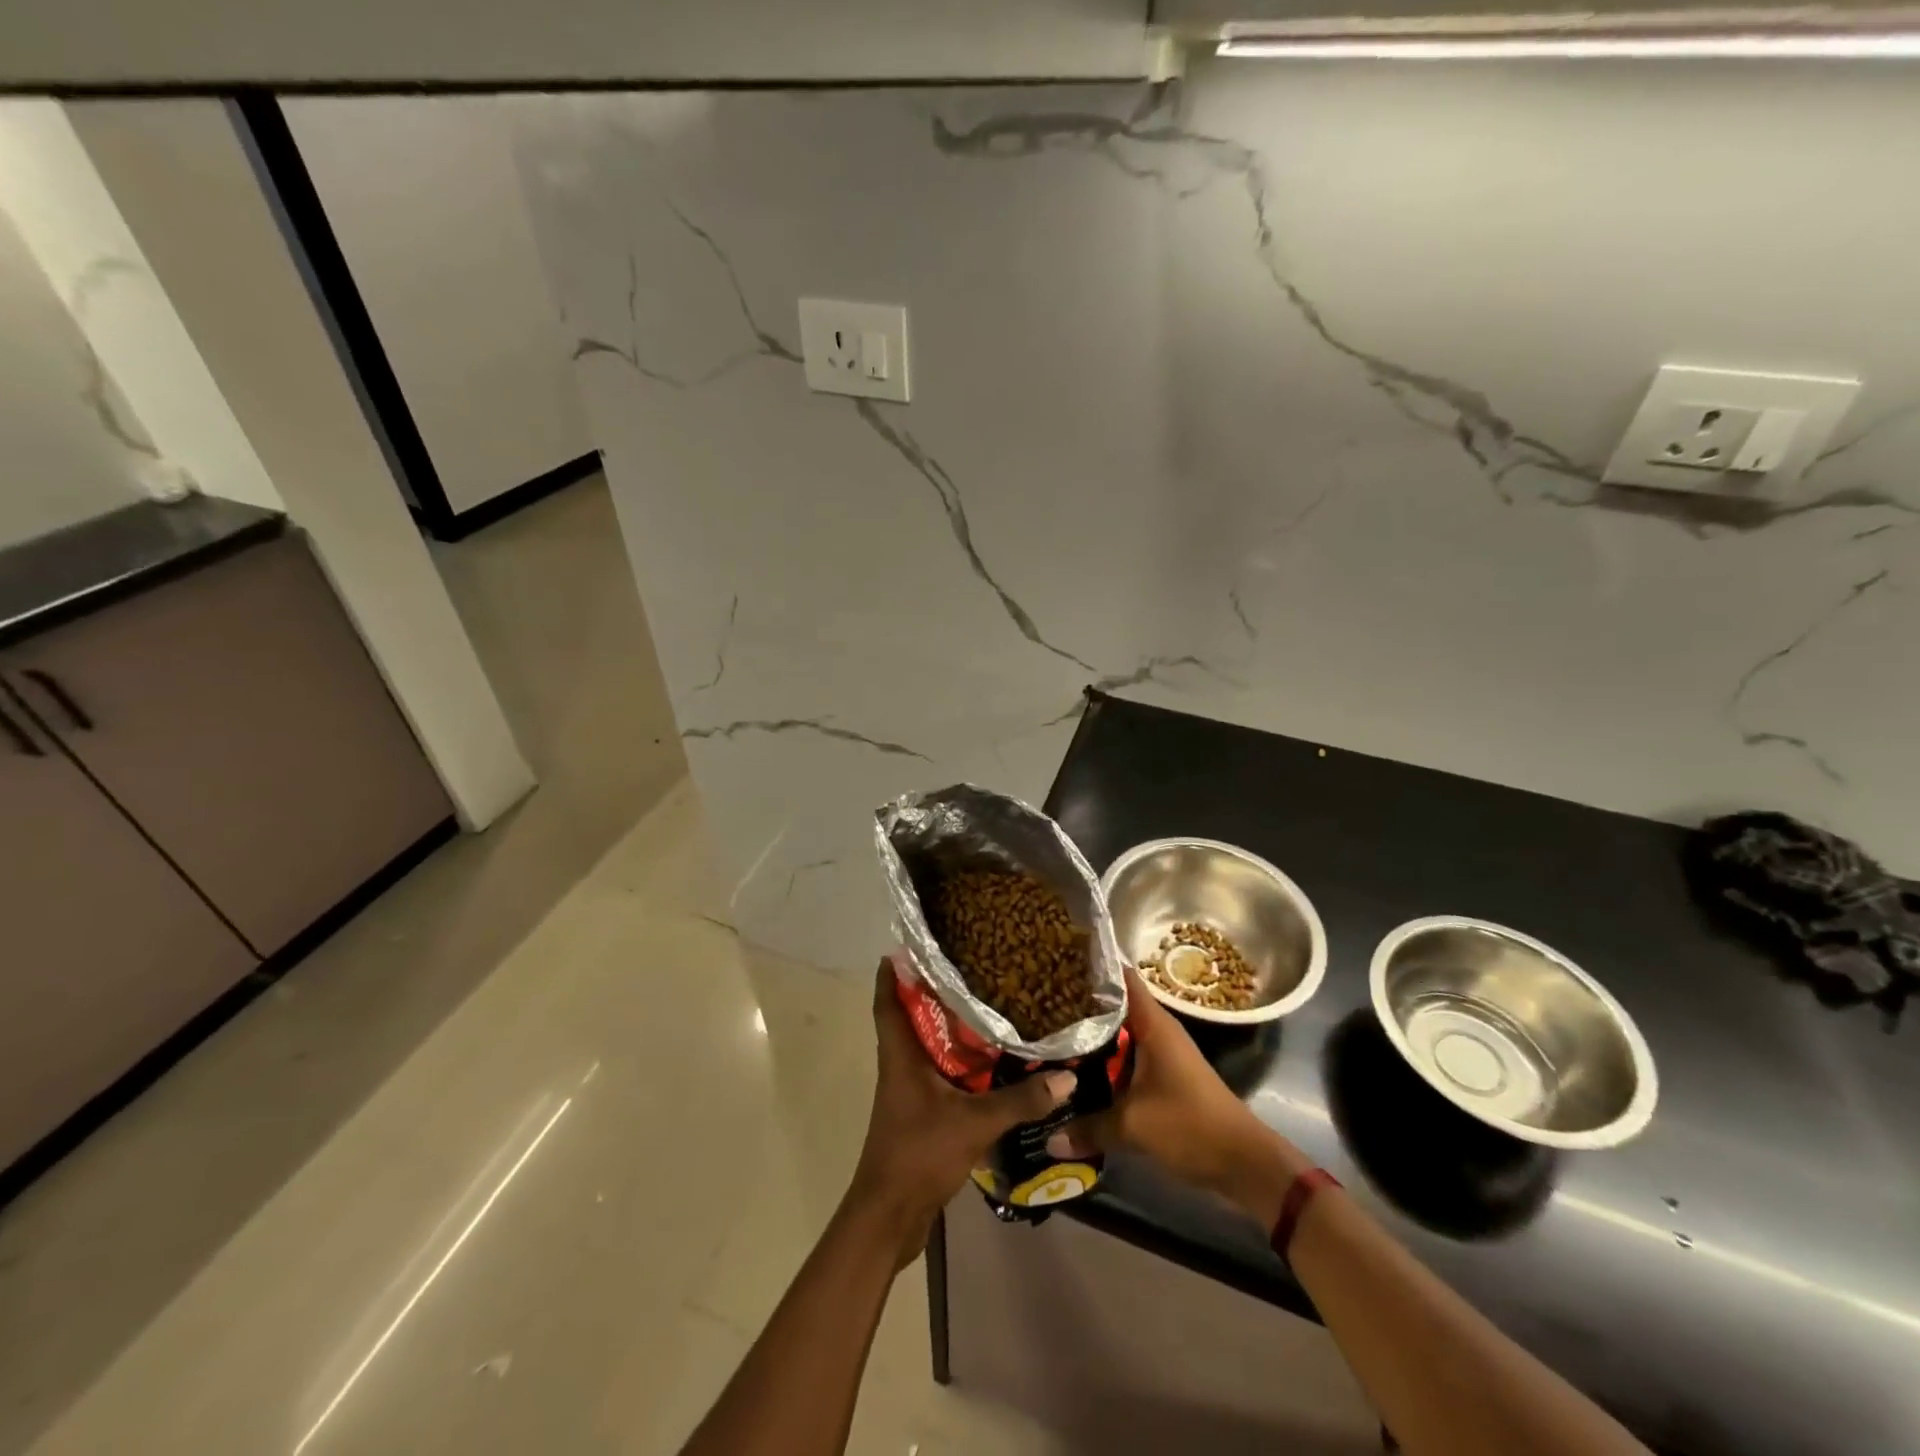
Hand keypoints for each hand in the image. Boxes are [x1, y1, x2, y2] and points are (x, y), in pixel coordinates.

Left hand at [847, 955, 1073, 1266]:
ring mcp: (908, 1090)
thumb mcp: (974, 1122)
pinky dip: (957, 1060)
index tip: (913, 944)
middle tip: (969, 967)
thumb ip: (1019, 1100)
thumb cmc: (919, 1153)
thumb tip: (1066, 1076)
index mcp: (900, 1054)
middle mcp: (900, 1065)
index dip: (893, 971)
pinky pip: (938, 1072)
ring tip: (986, 1003)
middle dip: (934, 991)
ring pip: (926, 1044)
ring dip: (948, 1026)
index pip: (887, 999)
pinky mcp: (919, 1111)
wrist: (889, 1215)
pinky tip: (988, 1061)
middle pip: (910, 1016)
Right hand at [1052, 968, 1309, 1219]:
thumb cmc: (1190, 1126)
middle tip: (1039, 1002)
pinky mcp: (1163, 1078)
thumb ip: (1088, 1128)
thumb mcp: (1133, 1127)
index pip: (1121, 977)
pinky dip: (1104, 1061)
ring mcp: (1162, 1055)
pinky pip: (1126, 1059)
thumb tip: (1048, 1139)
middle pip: (1114, 1006)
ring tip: (1049, 1032)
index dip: (1091, 966)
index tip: (1058, 961)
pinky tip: (1077, 1070)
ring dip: (1091, 1036)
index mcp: (1153, 1024)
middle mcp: (1157, 1031)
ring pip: (1119, 1035)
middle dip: (1080, 1005)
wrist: (1244, 1163)